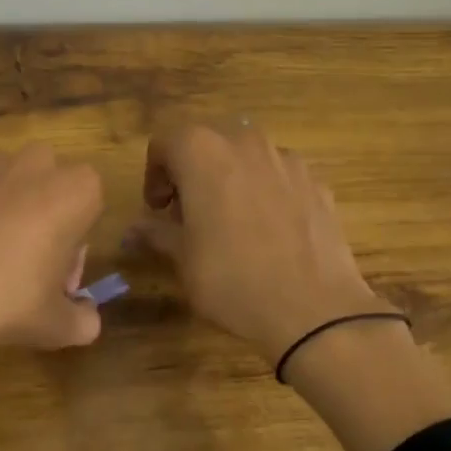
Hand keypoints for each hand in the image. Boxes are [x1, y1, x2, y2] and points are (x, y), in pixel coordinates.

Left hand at [0, 145, 103, 450]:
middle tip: (20, 264)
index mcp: (74, 190)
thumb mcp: (55, 326)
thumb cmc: (1, 304)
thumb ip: (84, 320)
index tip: (54, 277)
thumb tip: (86, 319)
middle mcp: (34, 162)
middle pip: (48, 185)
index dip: (74, 243)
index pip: (89, 205)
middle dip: (41, 215)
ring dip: (1, 208)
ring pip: (4, 181)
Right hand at [129, 121, 396, 366]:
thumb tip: (134, 228)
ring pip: (246, 156)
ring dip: (230, 177)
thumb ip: (157, 232)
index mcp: (202, 151)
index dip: (154, 175)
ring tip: (231, 221)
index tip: (157, 209)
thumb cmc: (232, 280)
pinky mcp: (316, 181)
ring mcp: (286, 159)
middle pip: (207, 142)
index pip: (165, 142)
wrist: (314, 309)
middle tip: (189, 213)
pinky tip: (270, 232)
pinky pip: (279, 175)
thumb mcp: (183, 259)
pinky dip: (266, 191)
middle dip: (193, 171)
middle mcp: (244, 142)